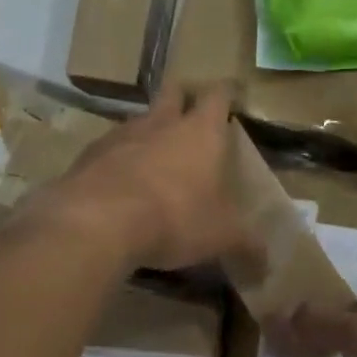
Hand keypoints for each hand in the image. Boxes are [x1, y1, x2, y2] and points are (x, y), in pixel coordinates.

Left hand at [37, 85, 261, 272]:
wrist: (97, 222)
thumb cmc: (174, 219)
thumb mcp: (220, 237)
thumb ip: (245, 245)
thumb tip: (268, 264)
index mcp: (201, 132)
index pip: (218, 95)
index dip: (225, 94)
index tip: (230, 96)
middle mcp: (161, 123)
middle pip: (173, 92)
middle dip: (182, 98)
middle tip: (189, 114)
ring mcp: (120, 135)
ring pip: (139, 120)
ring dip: (148, 132)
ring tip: (153, 156)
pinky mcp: (89, 155)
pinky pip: (108, 149)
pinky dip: (117, 159)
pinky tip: (119, 184)